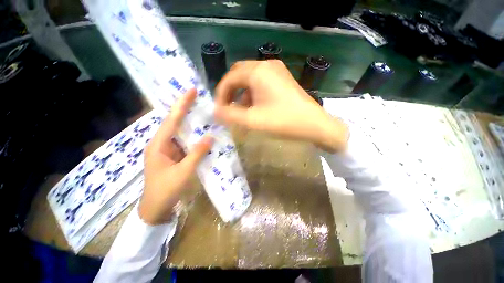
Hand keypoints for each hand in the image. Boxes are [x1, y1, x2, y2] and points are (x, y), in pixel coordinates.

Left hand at [139, 89, 212, 224]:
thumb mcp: (183, 172)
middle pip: (174, 122)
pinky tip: (202, 133)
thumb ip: (197, 154)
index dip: (182, 105)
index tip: (191, 91)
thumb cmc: (165, 190)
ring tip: (202, 112)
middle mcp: (161, 144)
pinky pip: (184, 142)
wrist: (155, 208)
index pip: (171, 120)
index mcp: (158, 145)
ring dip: (190, 123)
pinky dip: (193, 137)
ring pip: (180, 132)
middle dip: (185, 109)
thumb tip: (210, 137)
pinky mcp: (173, 155)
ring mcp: (167, 150)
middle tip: (198, 98)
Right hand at [214, 60, 347, 152]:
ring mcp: (277, 71)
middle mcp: (266, 65)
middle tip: (227, 107)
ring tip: (240, 109)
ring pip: (250, 78)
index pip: (230, 78)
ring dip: (242, 92)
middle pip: (239, 74)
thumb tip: (215, 112)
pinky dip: (253, 92)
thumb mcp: (253, 120)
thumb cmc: (283, 121)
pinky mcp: (283, 79)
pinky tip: (255, 105)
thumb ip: (230, 115)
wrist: (314, 124)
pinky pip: (261, 82)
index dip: (221, 94)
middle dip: (230, 91)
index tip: (219, 109)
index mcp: (257, 72)